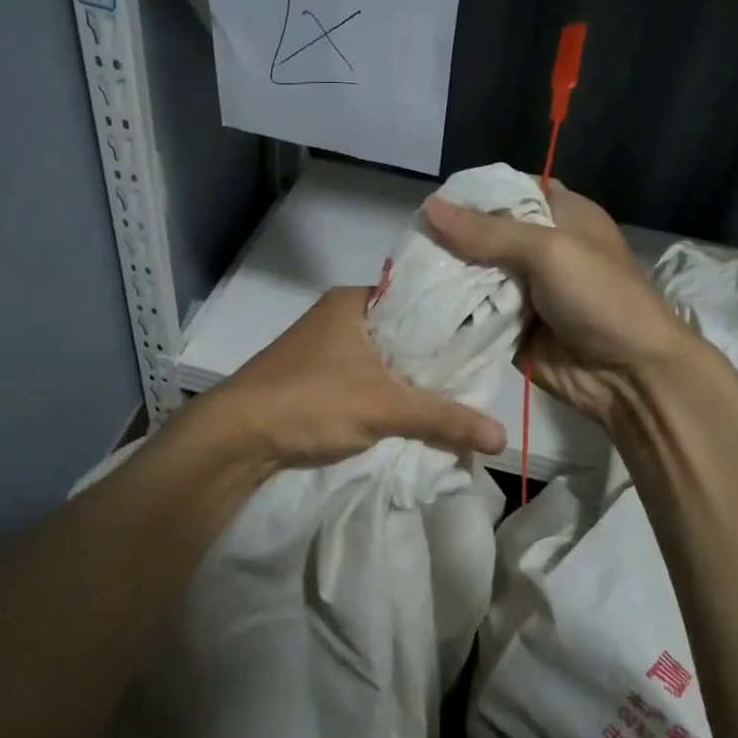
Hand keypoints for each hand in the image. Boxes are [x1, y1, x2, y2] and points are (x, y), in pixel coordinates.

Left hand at [201, 286, 507, 472]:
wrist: (236, 438)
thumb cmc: (310, 401)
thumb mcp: (385, 407)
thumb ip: (443, 419)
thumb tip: (502, 437)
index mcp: (353, 301)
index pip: (418, 299)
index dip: (452, 319)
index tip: (487, 339)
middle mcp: (338, 317)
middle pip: (402, 333)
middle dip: (434, 357)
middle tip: (477, 374)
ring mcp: (323, 348)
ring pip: (383, 359)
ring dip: (410, 379)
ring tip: (455, 394)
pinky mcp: (314, 378)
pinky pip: (365, 379)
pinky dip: (388, 394)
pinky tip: (413, 411)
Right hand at [423, 183, 694, 429]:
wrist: (629, 374)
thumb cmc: (600, 297)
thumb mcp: (549, 250)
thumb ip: (488, 231)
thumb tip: (429, 206)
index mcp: (561, 215)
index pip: (511, 190)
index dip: (474, 193)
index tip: (433, 201)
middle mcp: (540, 249)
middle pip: (485, 234)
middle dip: (451, 238)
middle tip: (410, 241)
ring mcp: (525, 290)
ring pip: (475, 275)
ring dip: (447, 276)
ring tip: (405, 272)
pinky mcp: (511, 327)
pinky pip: (475, 314)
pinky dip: (453, 311)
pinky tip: (420, 305)